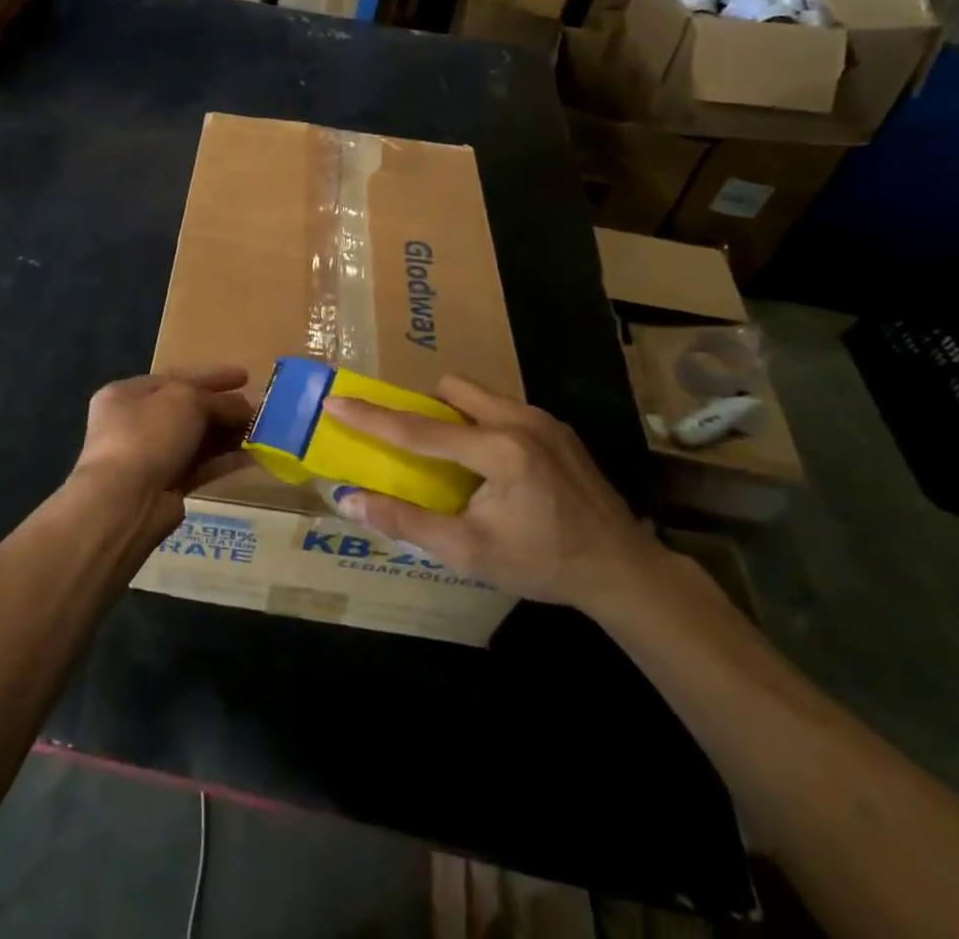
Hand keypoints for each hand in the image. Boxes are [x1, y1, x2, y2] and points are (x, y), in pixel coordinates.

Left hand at [68, 366, 255, 542]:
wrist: (125, 501)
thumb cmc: (149, 434)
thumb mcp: (187, 400)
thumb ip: (218, 400)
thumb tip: (245, 406)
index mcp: (127, 394)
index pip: (176, 378)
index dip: (212, 376)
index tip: (245, 376)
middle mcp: (134, 423)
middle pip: (187, 409)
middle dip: (223, 407)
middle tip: (259, 407)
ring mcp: (149, 457)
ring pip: (195, 439)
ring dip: (228, 434)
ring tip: (263, 430)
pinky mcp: (165, 487)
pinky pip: (200, 467)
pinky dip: (224, 460)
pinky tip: (253, 456)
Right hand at [326, 375, 655, 617]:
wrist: (622, 569)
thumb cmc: (542, 564)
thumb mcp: (469, 552)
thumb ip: (406, 522)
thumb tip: (349, 500)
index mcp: (500, 451)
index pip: (419, 428)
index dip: (372, 417)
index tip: (336, 400)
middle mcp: (520, 420)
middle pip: (450, 389)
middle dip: (423, 408)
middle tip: (413, 444)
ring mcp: (542, 418)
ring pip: (476, 393)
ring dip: (453, 414)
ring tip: (453, 456)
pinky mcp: (556, 425)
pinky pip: (500, 406)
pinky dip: (480, 422)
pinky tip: (489, 464)